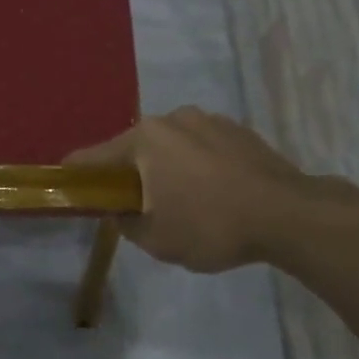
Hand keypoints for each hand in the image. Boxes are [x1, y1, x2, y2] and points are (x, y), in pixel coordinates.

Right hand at [66, 107, 358, 272]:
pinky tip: (214, 194)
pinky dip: (197, 167)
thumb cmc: (211, 226)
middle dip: (130, 175)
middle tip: (137, 207)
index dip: (77, 174)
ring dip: (167, 169)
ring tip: (184, 202)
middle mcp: (172, 119)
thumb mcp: (156, 239)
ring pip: (171, 147)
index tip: (69, 186)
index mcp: (145, 139)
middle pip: (135, 149)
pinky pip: (202, 148)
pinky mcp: (238, 130)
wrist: (289, 214)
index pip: (94, 156)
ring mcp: (208, 120)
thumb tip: (121, 210)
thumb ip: (125, 222)